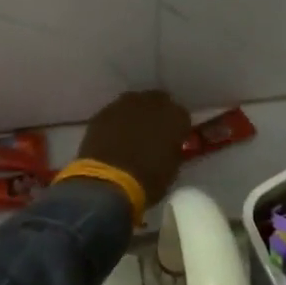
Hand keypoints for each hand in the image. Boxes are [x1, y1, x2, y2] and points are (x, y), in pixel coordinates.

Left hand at [76, 91, 191, 203]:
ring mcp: (125, 104)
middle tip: (152, 134)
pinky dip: (116, 123)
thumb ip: (173, 150)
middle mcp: (152, 103)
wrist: (108, 182)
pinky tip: (112, 139)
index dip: (177, 129)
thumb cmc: (148, 180)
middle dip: (156, 115)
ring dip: (135, 115)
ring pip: (134, 104)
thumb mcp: (172, 169)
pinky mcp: (103, 112)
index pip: (182, 116)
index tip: (173, 140)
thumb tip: (168, 147)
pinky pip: (114, 114)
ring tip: (130, 135)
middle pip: (158, 102)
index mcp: (176, 117)